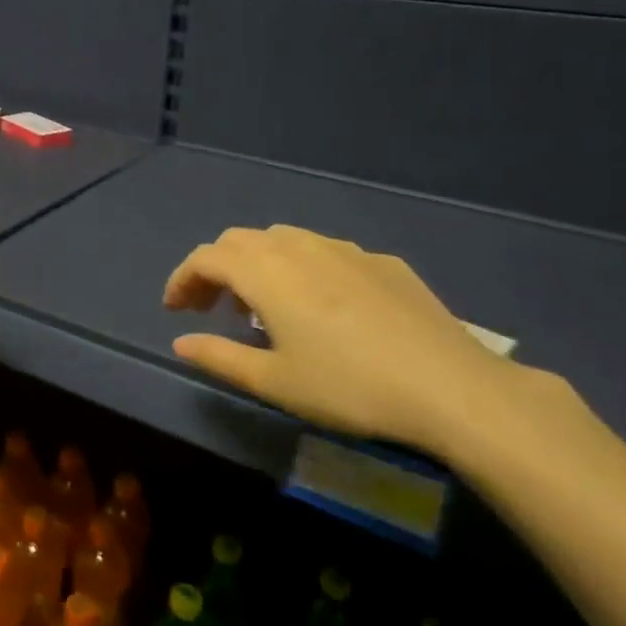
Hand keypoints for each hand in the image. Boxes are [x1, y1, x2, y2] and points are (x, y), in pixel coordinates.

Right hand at [163, 225, 527, 453]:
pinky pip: (324, 251)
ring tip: (261, 304)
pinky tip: (321, 304)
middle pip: (240, 240)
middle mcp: (299, 247)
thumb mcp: (274, 381)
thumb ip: (219, 357)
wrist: (450, 386)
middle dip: (215, 268)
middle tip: (210, 306)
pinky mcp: (381, 261)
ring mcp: (344, 249)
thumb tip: (181, 342)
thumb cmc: (349, 386)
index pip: (206, 258)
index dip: (182, 279)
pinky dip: (300, 267)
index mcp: (266, 272)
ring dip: (257, 263)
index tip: (175, 309)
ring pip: (282, 238)